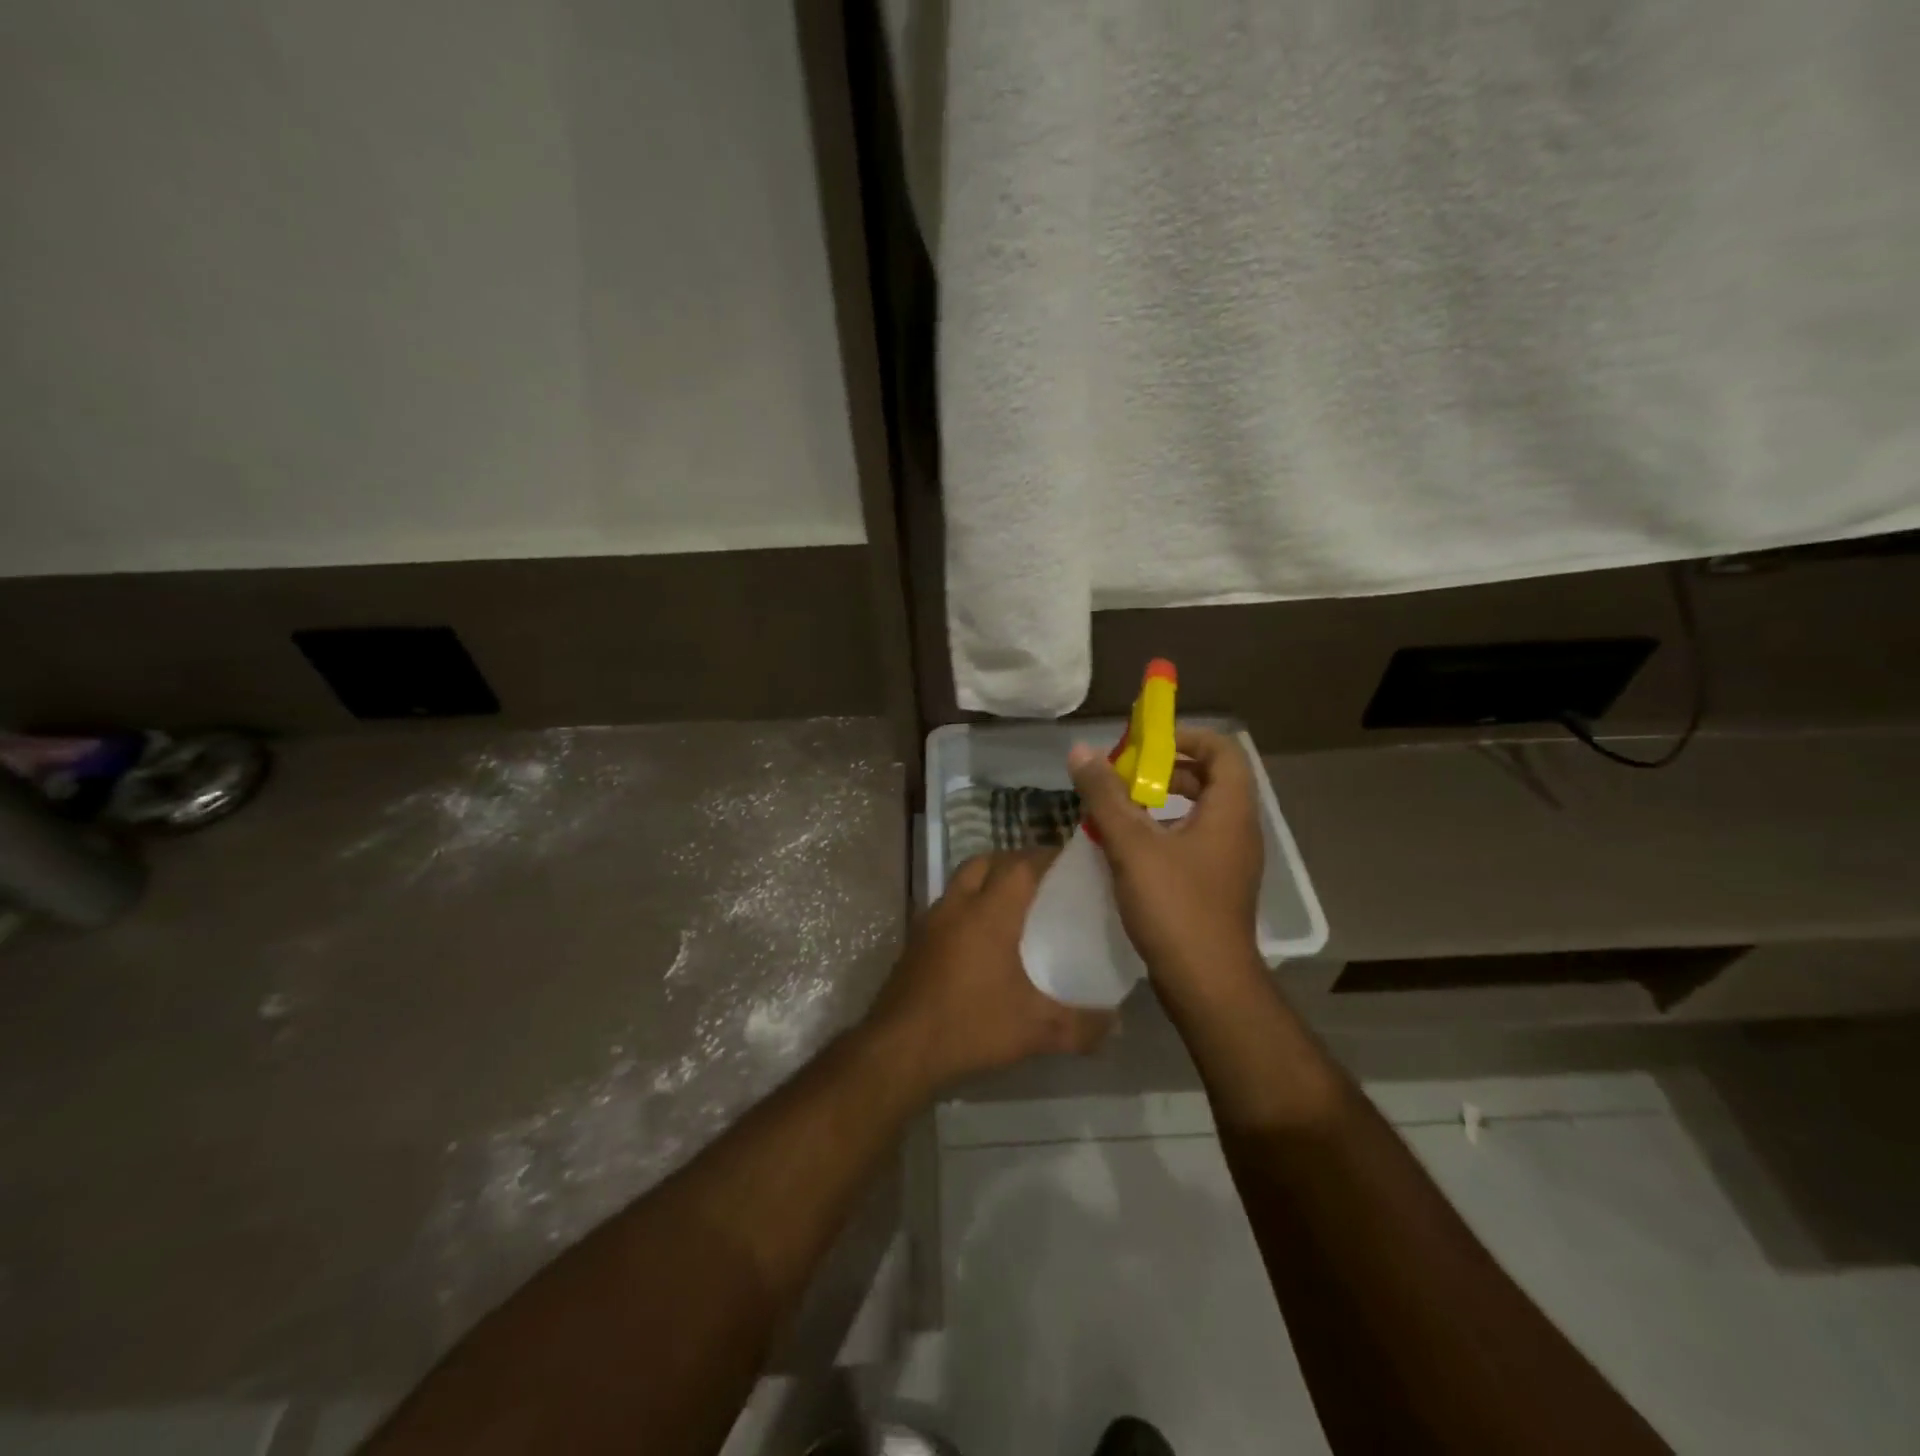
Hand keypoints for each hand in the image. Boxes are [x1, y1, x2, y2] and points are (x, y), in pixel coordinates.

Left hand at [863, 850, 1114, 1093]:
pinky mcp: (914, 942)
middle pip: (985, 862)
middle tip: (1040, 879)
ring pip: (960, 882)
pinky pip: (946, 907)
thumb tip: (1117, 1023)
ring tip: (1012, 906)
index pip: (1019, 865)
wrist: (899, 1049)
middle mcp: (957, 906)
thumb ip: (1080, 1026)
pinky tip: (979, 940)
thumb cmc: (970, 1026)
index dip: (1044, 857)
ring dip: (985, 881)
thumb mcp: (1034, 1031)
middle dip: (1013, 862)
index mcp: (988, 913)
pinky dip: (966, 907)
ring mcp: (930, 922)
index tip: (1069, 862)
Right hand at [1069, 727, 1265, 996]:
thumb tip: (1080, 751)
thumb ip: (1105, 796)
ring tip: (1119, 810)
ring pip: (1198, 813)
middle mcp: (1237, 830)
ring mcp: (1230, 861)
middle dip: (1164, 770)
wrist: (1207, 985)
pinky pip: (1192, 841)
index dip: (1184, 737)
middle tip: (1124, 776)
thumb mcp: (1132, 845)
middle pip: (1209, 779)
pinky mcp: (1216, 886)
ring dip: (1160, 803)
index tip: (1144, 744)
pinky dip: (1163, 833)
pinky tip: (1128, 849)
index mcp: (1230, 811)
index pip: (1222, 750)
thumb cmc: (1176, 907)